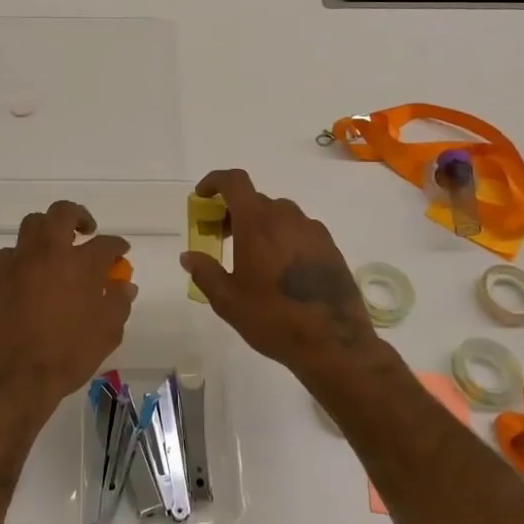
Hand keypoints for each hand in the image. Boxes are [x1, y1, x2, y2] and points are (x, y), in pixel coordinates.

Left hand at [0, 200, 134, 416]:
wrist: (14, 378)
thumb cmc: (67, 355)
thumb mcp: (107, 333)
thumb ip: (118, 302)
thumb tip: (124, 284)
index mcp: (81, 264)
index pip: (106, 243)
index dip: (117, 245)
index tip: (121, 250)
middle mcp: (49, 253)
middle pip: (62, 212)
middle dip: (78, 215)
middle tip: (85, 231)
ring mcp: (18, 262)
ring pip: (31, 225)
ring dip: (47, 231)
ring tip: (54, 250)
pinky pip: (10, 254)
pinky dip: (23, 258)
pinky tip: (28, 275)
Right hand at [179, 169, 382, 379]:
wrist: (334, 343)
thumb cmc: (273, 319)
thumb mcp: (228, 301)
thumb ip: (205, 272)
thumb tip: (188, 256)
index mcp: (257, 223)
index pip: (234, 182)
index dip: (215, 181)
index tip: (202, 197)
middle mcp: (286, 217)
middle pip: (255, 200)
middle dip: (234, 212)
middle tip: (222, 238)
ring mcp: (312, 230)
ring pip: (279, 214)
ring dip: (260, 224)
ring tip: (252, 257)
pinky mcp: (330, 246)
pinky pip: (299, 230)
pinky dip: (283, 237)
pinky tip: (281, 269)